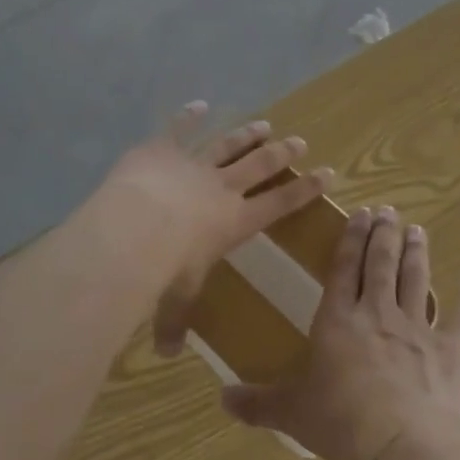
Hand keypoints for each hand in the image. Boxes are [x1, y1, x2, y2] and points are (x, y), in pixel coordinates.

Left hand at [87, 102, 333, 355]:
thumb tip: (167, 354)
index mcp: (234, 222)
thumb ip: (172, 324)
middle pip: (259, 166)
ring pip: (227, 145)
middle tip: (299, 141)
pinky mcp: (162, 150)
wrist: (133, 230)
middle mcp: (221, 189)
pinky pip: (179, 129)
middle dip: (281, 154)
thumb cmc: (163, 271)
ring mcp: (193, 165)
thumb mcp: (173, 301)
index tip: (327, 173)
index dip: (305, 189)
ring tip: (264, 125)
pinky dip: (189, 116)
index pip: (279, 204)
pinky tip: (200, 105)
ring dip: (247, 134)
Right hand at [219, 206, 459, 459]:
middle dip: (384, 235)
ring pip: (416, 280)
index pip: (344, 269)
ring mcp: (417, 329)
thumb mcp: (292, 413)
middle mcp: (378, 314)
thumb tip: (221, 400)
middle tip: (389, 211)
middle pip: (382, 264)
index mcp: (339, 320)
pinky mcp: (449, 351)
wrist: (407, 443)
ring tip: (417, 230)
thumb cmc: (343, 421)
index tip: (361, 214)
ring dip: (417, 254)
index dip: (351, 239)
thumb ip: (258, 403)